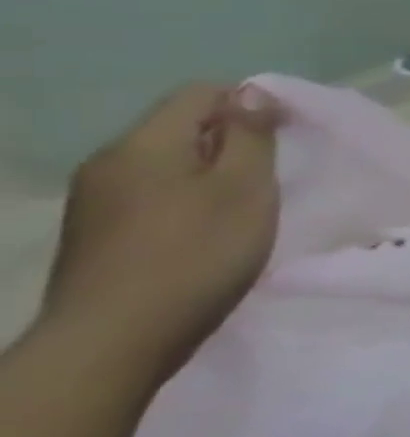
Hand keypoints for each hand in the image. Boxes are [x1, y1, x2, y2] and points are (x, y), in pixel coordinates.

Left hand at [35, 84, 283, 385]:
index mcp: (144, 145)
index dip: (249, 103)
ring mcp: (94, 202)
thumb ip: (250, 136)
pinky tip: (207, 237)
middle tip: (272, 177)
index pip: (200, 94)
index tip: (287, 135)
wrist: (113, 342)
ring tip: (244, 210)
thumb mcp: (244, 189)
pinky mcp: (95, 236)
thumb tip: (251, 94)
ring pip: (166, 166)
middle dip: (230, 142)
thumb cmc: (196, 254)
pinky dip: (186, 203)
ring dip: (210, 176)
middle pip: (179, 129)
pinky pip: (150, 197)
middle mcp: (109, 163)